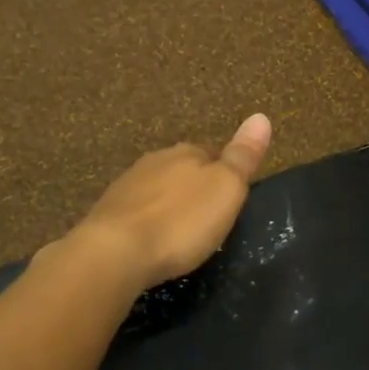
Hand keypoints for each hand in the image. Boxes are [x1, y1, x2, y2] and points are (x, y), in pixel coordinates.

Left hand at [70, 113, 272, 291]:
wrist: (115, 252)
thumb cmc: (181, 221)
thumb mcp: (226, 189)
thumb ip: (243, 156)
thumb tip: (261, 117)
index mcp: (186, 153)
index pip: (213, 153)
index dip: (224, 173)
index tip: (232, 196)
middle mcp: (155, 161)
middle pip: (183, 169)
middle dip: (194, 187)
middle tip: (208, 216)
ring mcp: (126, 186)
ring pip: (157, 188)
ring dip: (169, 203)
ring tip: (180, 229)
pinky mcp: (107, 213)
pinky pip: (136, 211)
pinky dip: (147, 220)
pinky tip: (151, 238)